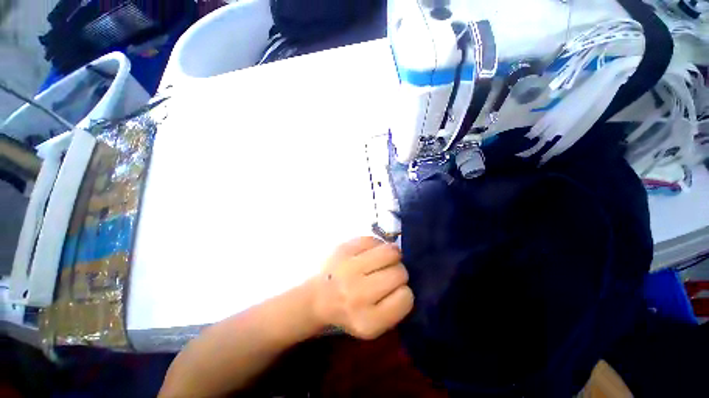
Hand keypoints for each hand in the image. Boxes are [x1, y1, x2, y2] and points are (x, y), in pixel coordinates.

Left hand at [311, 237, 413, 339]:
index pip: (406, 297)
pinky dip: (377, 245)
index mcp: (368, 321)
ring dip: (392, 255)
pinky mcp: (343, 248)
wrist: (318, 297)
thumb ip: (395, 308)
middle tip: (388, 274)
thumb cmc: (349, 312)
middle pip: (399, 272)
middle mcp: (357, 294)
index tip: (395, 291)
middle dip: (399, 272)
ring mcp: (348, 267)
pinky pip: (373, 239)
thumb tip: (407, 279)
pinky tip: (370, 253)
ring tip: (384, 260)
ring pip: (390, 251)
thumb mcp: (373, 325)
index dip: (404, 292)